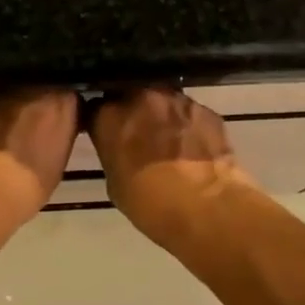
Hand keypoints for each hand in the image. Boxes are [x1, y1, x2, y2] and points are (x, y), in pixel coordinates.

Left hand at [0, 90, 79, 221]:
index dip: (56, 109)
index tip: (51, 123)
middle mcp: (29, 85)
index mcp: (59, 101)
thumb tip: (49, 128)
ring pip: (4, 91)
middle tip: (23, 126)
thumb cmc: (26, 184)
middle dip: (30, 101)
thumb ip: (57, 133)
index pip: (65, 95)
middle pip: (33, 87)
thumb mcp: (57, 161)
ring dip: (3, 104)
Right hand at [89, 88, 253, 242]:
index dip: (102, 122)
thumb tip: (120, 149)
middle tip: (138, 136)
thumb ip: (113, 154)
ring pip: (161, 100)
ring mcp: (176, 99)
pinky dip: (187, 125)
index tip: (107, 135)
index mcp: (110, 116)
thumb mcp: (115, 183)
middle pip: (130, 95)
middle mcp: (141, 97)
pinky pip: (189, 112)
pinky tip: (193, 146)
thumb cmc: (152, 204)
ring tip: (169, 141)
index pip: (96, 108)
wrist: (208, 208)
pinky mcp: (206, 109)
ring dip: (160, 115)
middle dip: (132, 112)